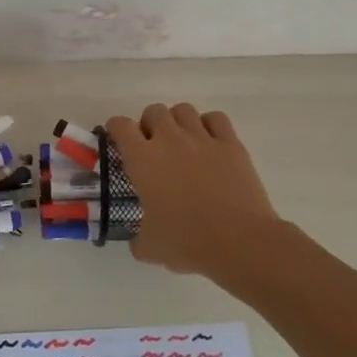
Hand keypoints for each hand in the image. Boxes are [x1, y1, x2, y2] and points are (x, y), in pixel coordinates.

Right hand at [106, 104, 287, 280]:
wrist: (239, 242)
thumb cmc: (187, 242)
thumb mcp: (149, 247)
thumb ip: (137, 238)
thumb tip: (138, 240)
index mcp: (142, 159)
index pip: (120, 125)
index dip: (116, 130)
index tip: (118, 142)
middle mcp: (170, 140)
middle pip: (153, 110)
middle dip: (149, 125)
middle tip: (153, 148)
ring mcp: (203, 139)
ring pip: (183, 109)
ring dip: (177, 122)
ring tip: (181, 143)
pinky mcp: (231, 144)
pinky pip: (216, 119)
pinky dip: (209, 126)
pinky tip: (209, 144)